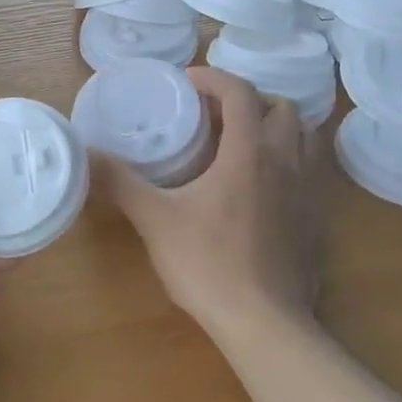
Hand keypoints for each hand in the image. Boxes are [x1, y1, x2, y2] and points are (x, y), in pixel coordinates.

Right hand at [92, 67, 322, 344]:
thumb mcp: (155, 220)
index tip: (187, 81)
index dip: (213, 77)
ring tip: (242, 142)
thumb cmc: (209, 264)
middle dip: (249, 100)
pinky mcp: (315, 220)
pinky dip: (289, 160)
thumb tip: (86, 153)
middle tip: (215, 115)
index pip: (240, 92)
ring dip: (276, 127)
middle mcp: (286, 162)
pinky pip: (310, 171)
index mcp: (249, 152)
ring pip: (304, 137)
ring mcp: (308, 192)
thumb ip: (120, 182)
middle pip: (281, 108)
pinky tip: (261, 186)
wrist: (265, 324)